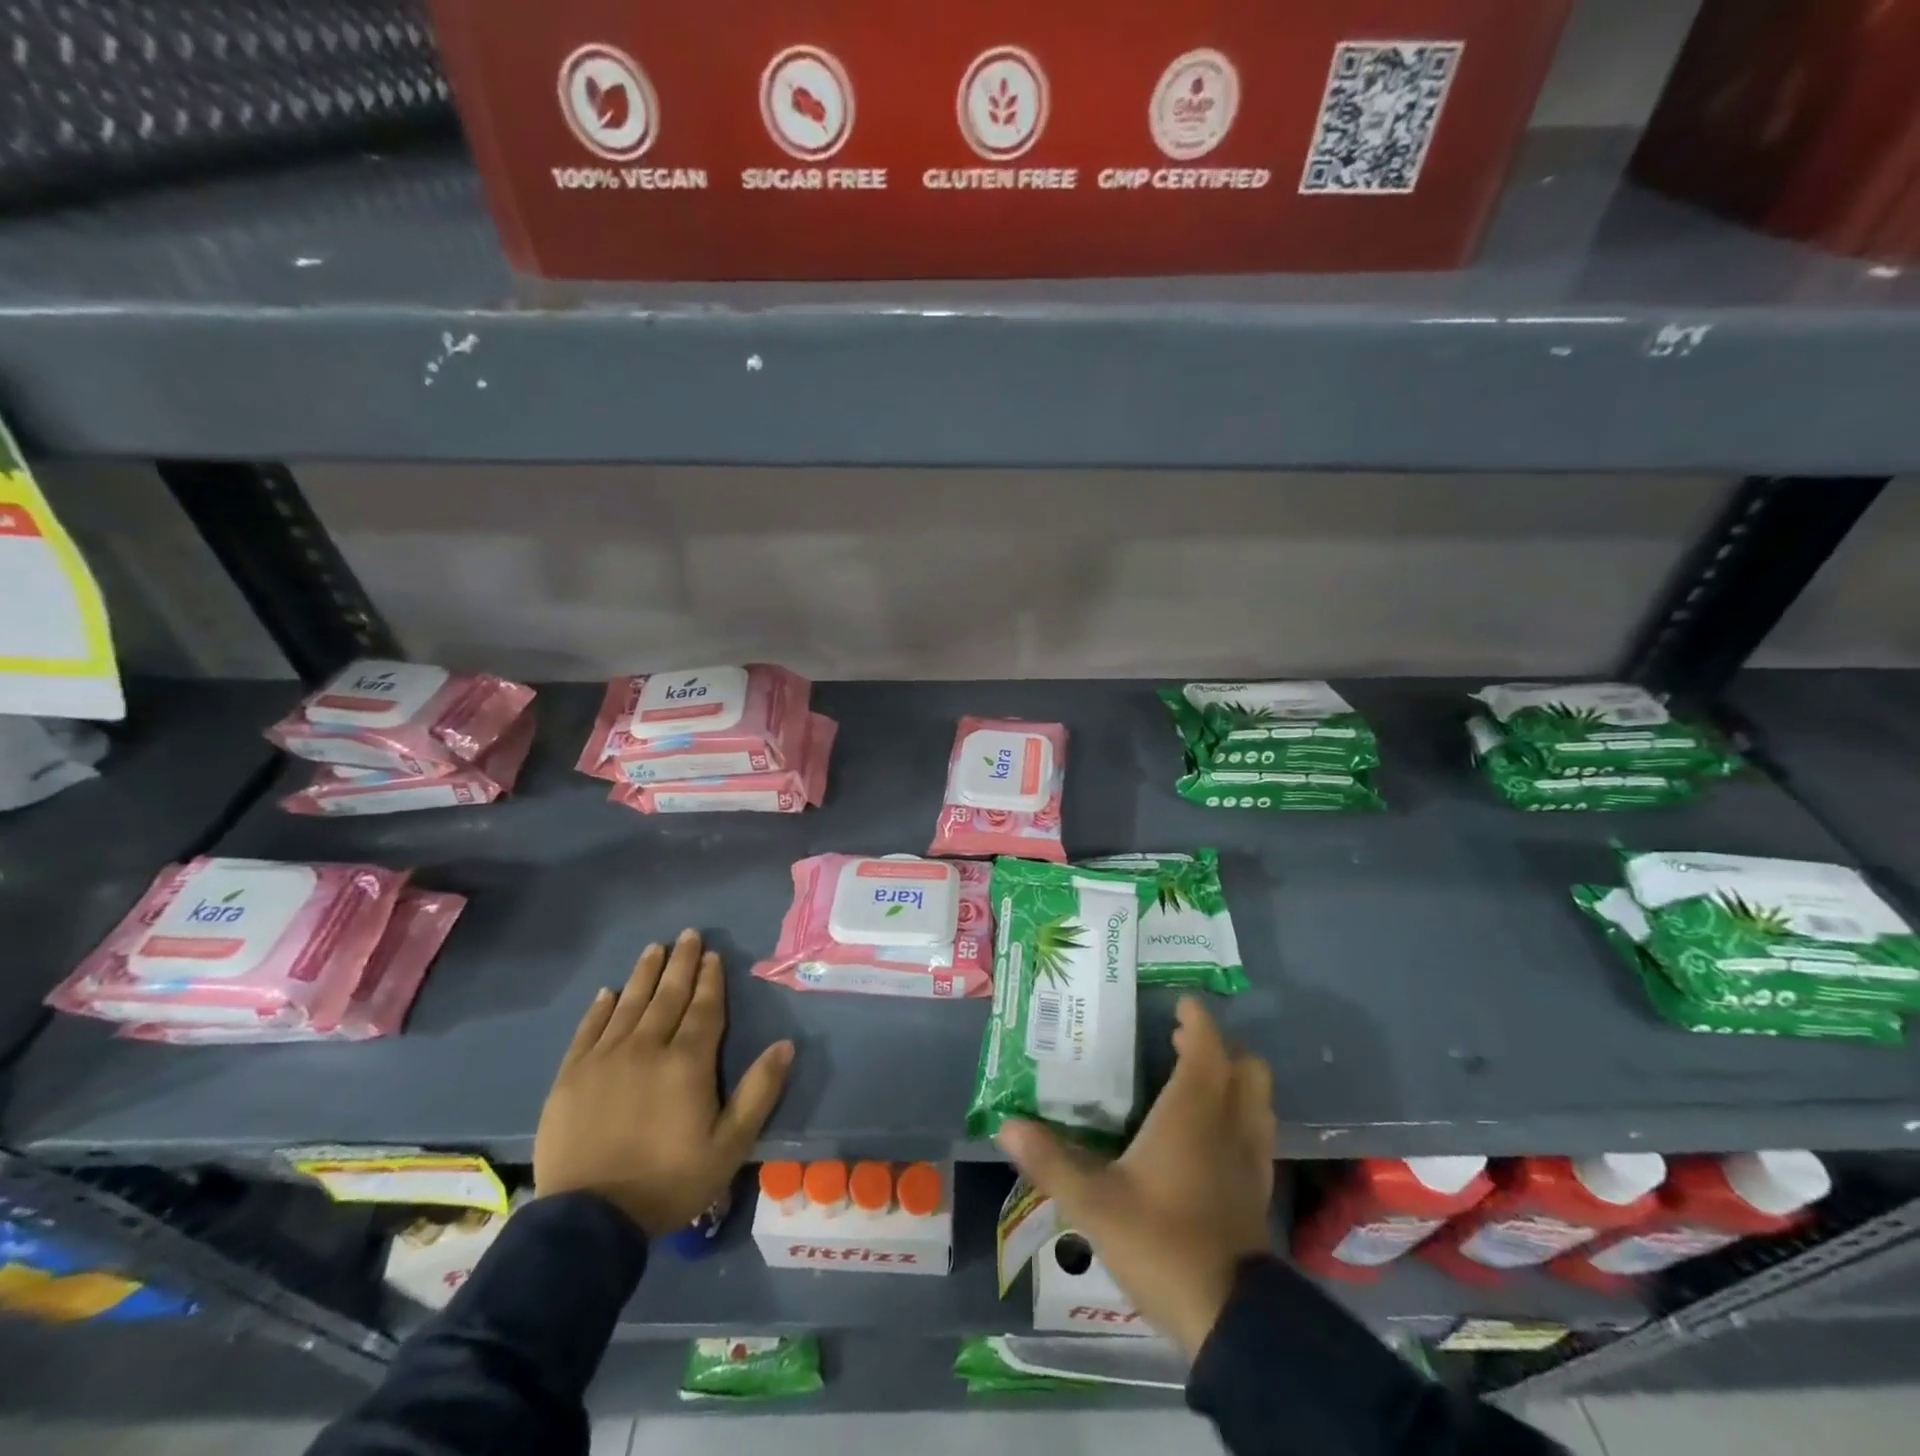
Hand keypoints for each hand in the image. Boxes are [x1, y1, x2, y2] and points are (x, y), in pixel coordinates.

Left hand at [534, 928, 793, 1235]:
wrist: (588, 1222)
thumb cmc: (668, 1182)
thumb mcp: (729, 1146)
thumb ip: (759, 1092)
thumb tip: (786, 1045)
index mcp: (687, 1062)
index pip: (703, 1008)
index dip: (710, 980)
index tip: (713, 954)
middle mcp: (646, 1048)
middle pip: (667, 996)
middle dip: (680, 963)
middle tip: (688, 935)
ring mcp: (604, 1059)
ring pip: (629, 1004)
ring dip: (644, 974)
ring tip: (654, 948)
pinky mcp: (571, 1076)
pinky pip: (588, 1030)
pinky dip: (600, 1007)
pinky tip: (608, 991)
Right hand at [996, 997, 1275, 1357]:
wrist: (1228, 1319)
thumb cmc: (1160, 1242)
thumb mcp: (1093, 1203)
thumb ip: (1050, 1161)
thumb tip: (1006, 1126)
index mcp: (1194, 1112)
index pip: (1207, 1047)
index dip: (1197, 1019)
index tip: (1180, 1003)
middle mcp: (1229, 1124)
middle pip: (1246, 1068)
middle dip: (1220, 1047)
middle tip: (1181, 1043)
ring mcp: (1250, 1159)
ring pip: (1257, 1100)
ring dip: (1234, 1080)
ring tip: (1196, 1082)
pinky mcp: (1257, 1192)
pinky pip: (1256, 1134)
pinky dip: (1239, 1117)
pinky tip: (1209, 1137)